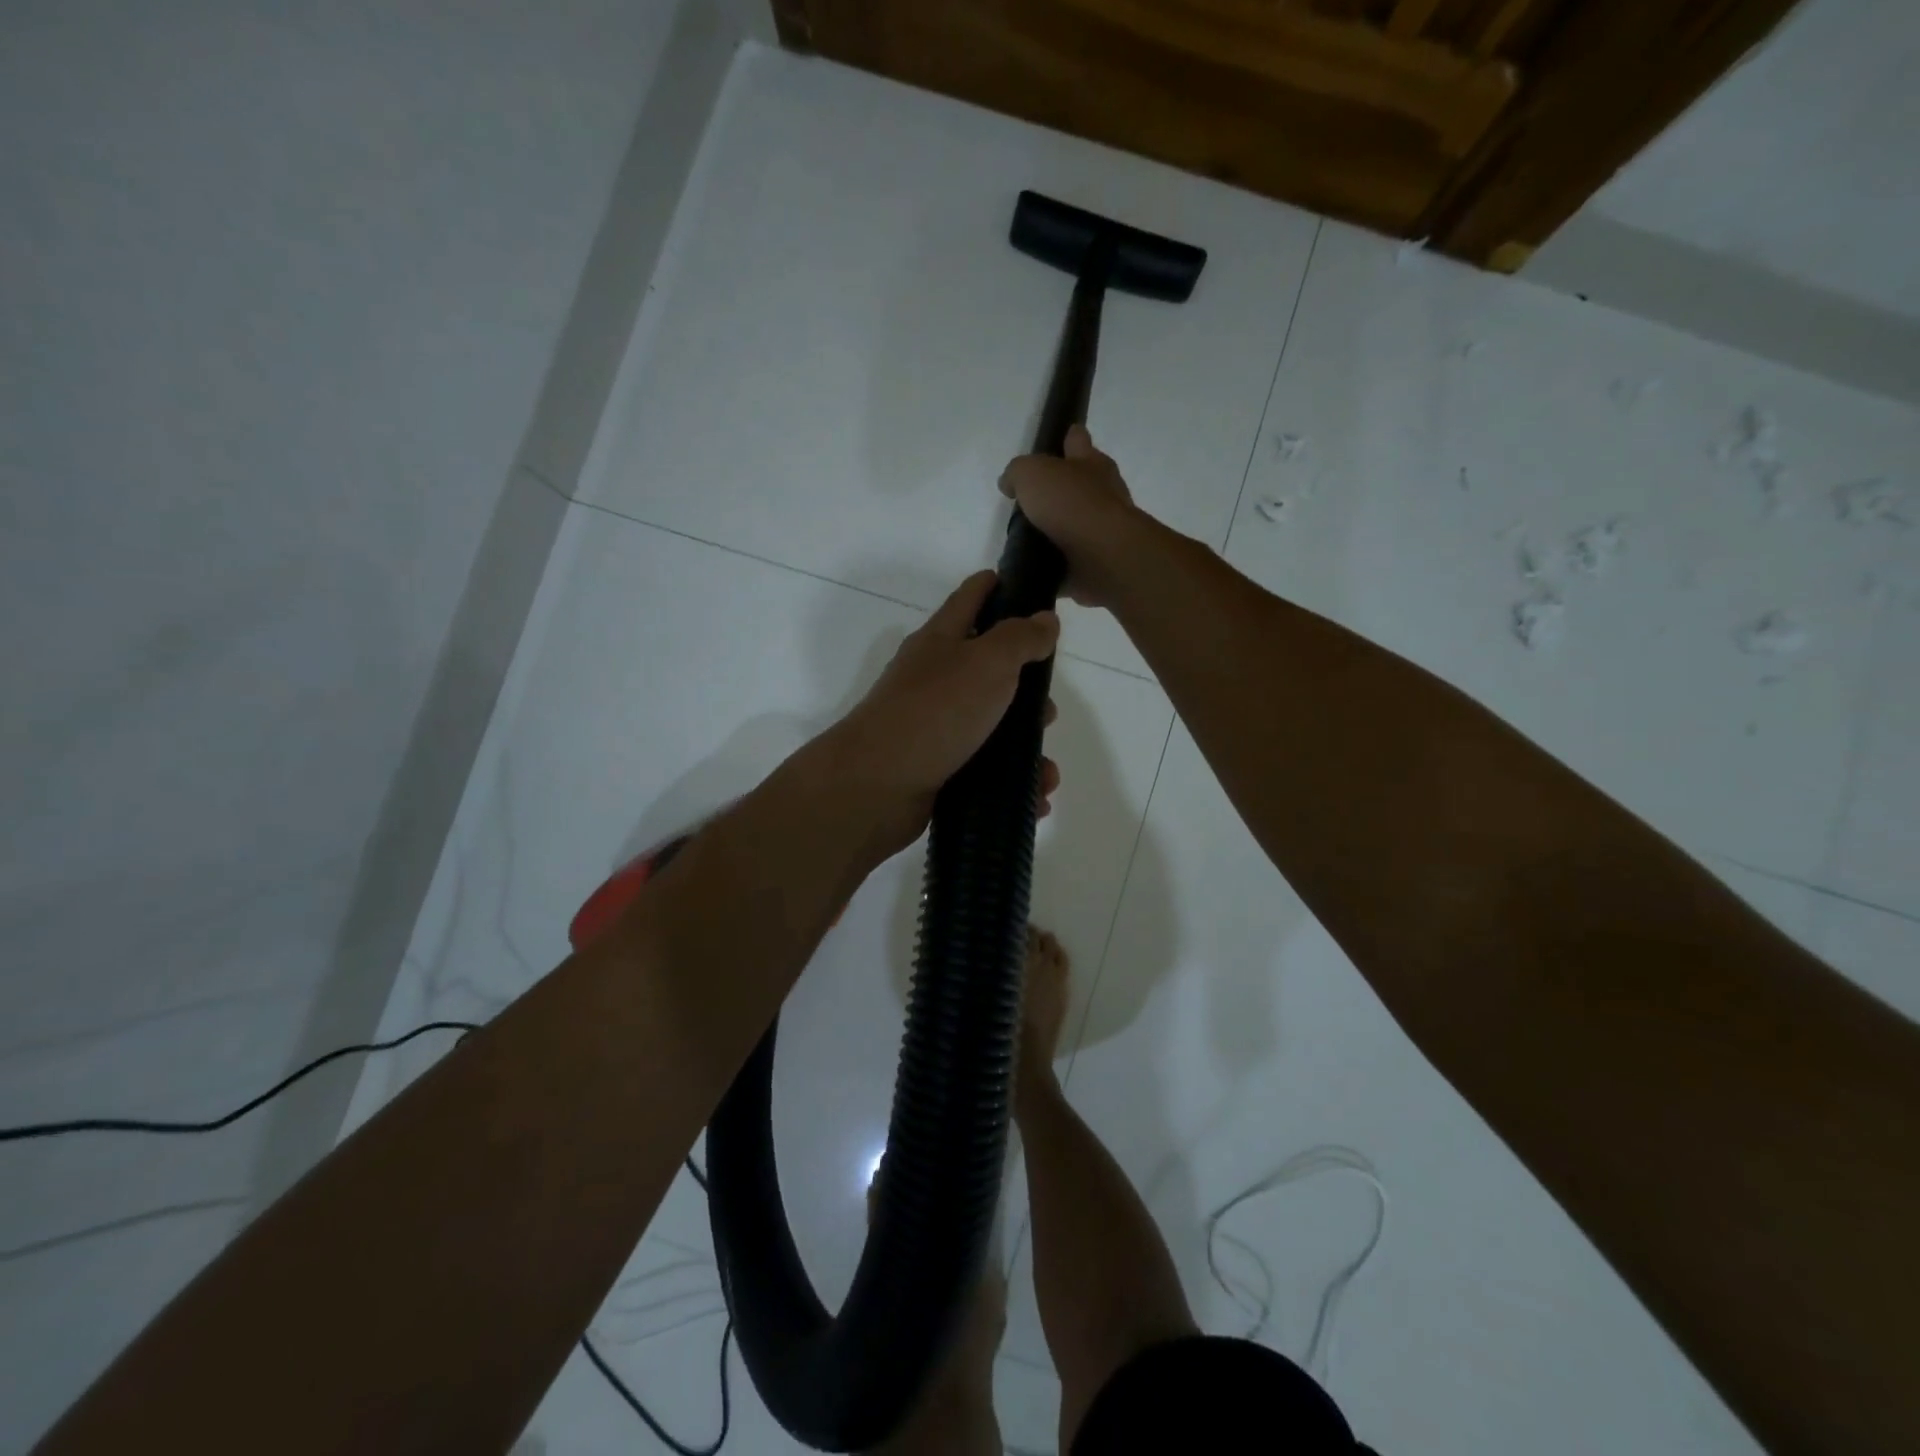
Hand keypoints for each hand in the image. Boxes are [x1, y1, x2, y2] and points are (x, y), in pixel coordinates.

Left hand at [828, 571, 1061, 858]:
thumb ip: (1020, 638)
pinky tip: (1035, 796)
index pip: (970, 597)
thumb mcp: (986, 662)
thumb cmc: (935, 710)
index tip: (1030, 588)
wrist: (876, 785)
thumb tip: (1045, 619)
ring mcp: (933, 726)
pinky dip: (1010, 782)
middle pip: (987, 670)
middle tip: (1048, 709)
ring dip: (1023, 745)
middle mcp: (934, 679)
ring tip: (1045, 766)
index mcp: (940, 641)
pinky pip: (983, 770)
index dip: (998, 586)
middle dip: (1025, 688)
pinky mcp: (936, 768)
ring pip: (990, 726)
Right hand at [998, 425, 1138, 608]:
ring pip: (1073, 525)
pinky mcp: (1095, 562)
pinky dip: (1054, 563)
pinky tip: (1034, 567)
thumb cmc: (1070, 504)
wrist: (1102, 555)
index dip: (1065, 440)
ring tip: (1024, 539)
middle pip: (1078, 484)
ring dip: (1055, 531)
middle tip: (1028, 502)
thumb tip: (1010, 483)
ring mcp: (1101, 530)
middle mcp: (1102, 493)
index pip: (1077, 440)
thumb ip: (1017, 473)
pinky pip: (1069, 560)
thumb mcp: (1032, 474)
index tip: (1051, 447)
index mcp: (1091, 463)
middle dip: (1058, 491)